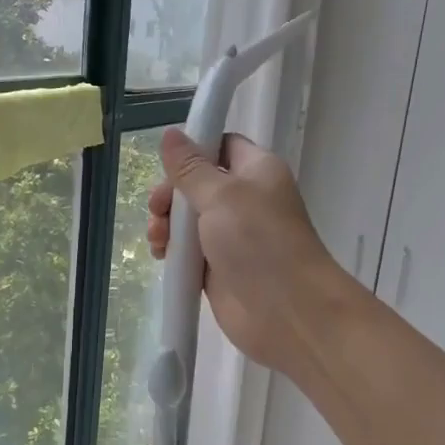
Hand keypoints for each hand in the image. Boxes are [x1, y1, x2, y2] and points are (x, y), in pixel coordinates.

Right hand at [148, 127, 348, 371]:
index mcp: (257, 171)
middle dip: (171, 194)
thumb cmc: (259, 241)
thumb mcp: (221, 195)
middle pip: (198, 184)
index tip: (166, 166)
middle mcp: (246, 200)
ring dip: (167, 224)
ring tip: (158, 240)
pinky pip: (190, 252)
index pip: (221, 146)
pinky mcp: (220, 269)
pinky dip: (173, 251)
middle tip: (157, 210)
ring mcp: (233, 237)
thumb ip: (191, 168)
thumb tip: (171, 133)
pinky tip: (161, 256)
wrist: (287, 311)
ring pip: (190, 220)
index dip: (193, 151)